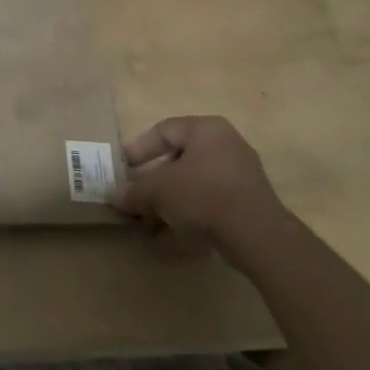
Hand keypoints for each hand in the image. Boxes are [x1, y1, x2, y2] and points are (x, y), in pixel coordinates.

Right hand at [108, 116, 287, 267]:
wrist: (257, 235)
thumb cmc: (202, 194)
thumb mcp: (158, 190)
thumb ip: (134, 192)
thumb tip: (113, 197)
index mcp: (206, 129)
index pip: (164, 130)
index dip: (139, 148)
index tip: (124, 168)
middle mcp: (226, 146)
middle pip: (179, 161)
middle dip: (153, 184)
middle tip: (135, 199)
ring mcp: (240, 176)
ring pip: (193, 186)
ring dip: (168, 205)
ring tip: (148, 226)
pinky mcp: (248, 205)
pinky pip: (210, 205)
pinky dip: (189, 218)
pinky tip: (169, 239)